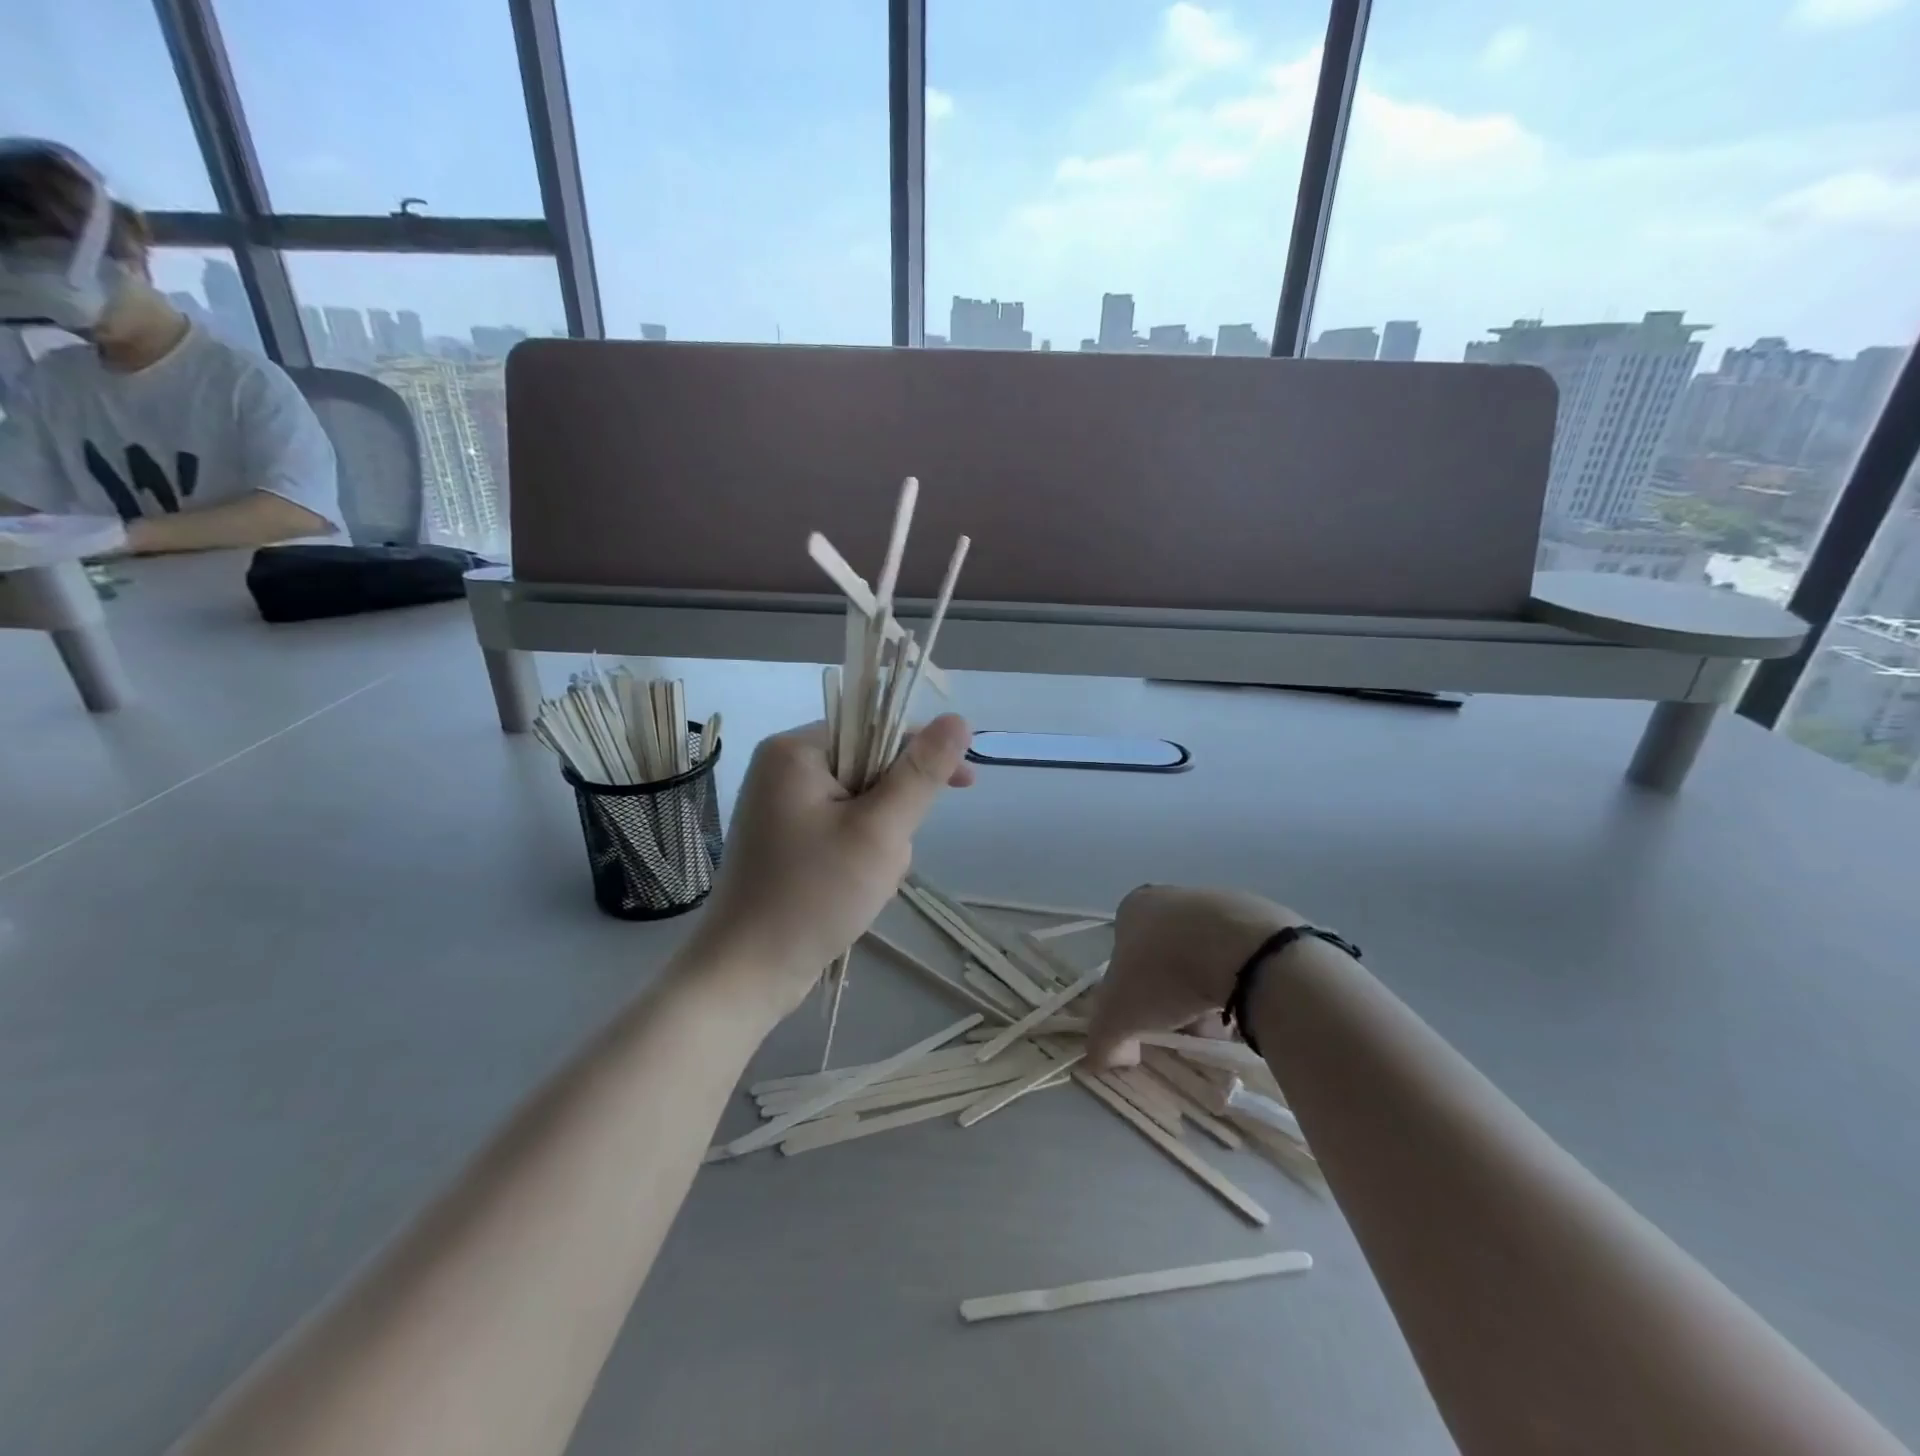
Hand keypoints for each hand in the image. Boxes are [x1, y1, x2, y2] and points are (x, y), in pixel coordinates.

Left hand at [687, 715, 974, 1022]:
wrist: (746, 974)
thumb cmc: (812, 896)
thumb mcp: (879, 831)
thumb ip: (921, 774)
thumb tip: (959, 721)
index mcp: (795, 751)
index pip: (876, 728)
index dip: (922, 754)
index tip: (965, 784)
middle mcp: (782, 769)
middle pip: (870, 768)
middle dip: (894, 814)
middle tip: (887, 858)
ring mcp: (781, 807)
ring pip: (862, 805)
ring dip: (880, 841)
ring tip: (868, 884)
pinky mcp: (785, 840)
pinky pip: (841, 830)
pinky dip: (860, 855)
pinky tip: (855, 891)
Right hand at [1086, 885, 1302, 1067]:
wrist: (1245, 953)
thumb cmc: (1167, 974)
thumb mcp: (1118, 1016)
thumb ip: (1101, 1040)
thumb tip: (1104, 1059)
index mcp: (1134, 907)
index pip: (1124, 951)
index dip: (1132, 990)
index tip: (1148, 1017)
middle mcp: (1173, 896)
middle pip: (1166, 957)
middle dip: (1173, 995)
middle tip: (1185, 1026)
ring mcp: (1219, 902)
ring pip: (1205, 957)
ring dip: (1208, 991)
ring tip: (1221, 1025)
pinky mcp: (1260, 916)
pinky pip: (1242, 957)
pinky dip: (1242, 982)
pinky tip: (1249, 1006)